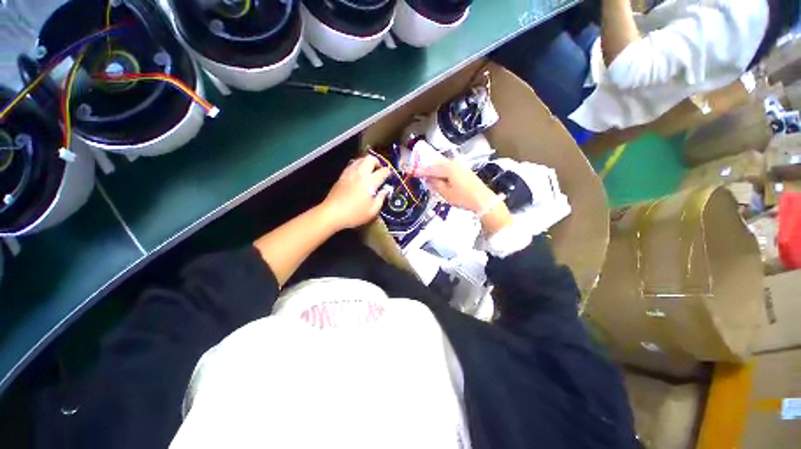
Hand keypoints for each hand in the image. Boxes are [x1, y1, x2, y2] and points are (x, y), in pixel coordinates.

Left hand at [320, 155, 390, 230]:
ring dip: (367, 163)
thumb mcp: (372, 210)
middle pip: (370, 159)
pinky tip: (359, 175)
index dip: (388, 172)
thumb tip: (386, 190)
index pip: (383, 171)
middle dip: (377, 162)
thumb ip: (381, 198)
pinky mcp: (342, 175)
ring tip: (370, 172)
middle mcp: (360, 173)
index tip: (389, 176)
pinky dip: (358, 166)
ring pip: (360, 159)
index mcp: (370, 182)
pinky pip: (352, 164)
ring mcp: (349, 173)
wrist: (332, 213)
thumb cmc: (354, 214)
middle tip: (379, 171)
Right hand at [418, 160, 496, 212]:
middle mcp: (454, 164)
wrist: (483, 201)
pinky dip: (443, 173)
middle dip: (428, 169)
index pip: (431, 168)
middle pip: (437, 165)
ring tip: (428, 176)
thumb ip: (435, 184)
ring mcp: (461, 167)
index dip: (421, 171)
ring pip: (444, 167)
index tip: (413, 172)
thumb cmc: (463, 198)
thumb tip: (428, 178)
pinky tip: (440, 178)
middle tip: (419, 173)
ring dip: (435, 171)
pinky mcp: (465, 171)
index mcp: (448, 168)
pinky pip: (450, 169)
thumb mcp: (445, 193)